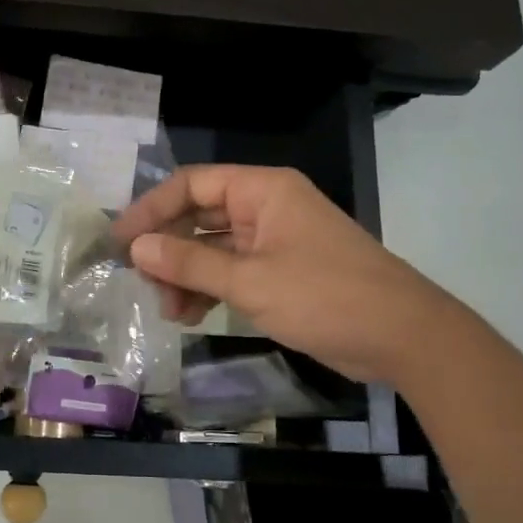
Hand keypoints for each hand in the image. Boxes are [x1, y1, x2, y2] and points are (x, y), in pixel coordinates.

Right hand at [112, 165, 449, 384]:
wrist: (403, 337)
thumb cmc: (326, 297)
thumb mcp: (250, 281)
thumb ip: (190, 263)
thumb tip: (136, 247)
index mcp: (263, 191)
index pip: (192, 184)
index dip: (151, 209)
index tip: (120, 241)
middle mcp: (266, 208)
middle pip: (199, 217)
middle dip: (168, 250)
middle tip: (142, 283)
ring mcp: (274, 241)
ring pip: (212, 248)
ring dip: (186, 275)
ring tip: (170, 311)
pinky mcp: (280, 272)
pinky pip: (231, 271)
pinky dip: (209, 289)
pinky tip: (191, 315)